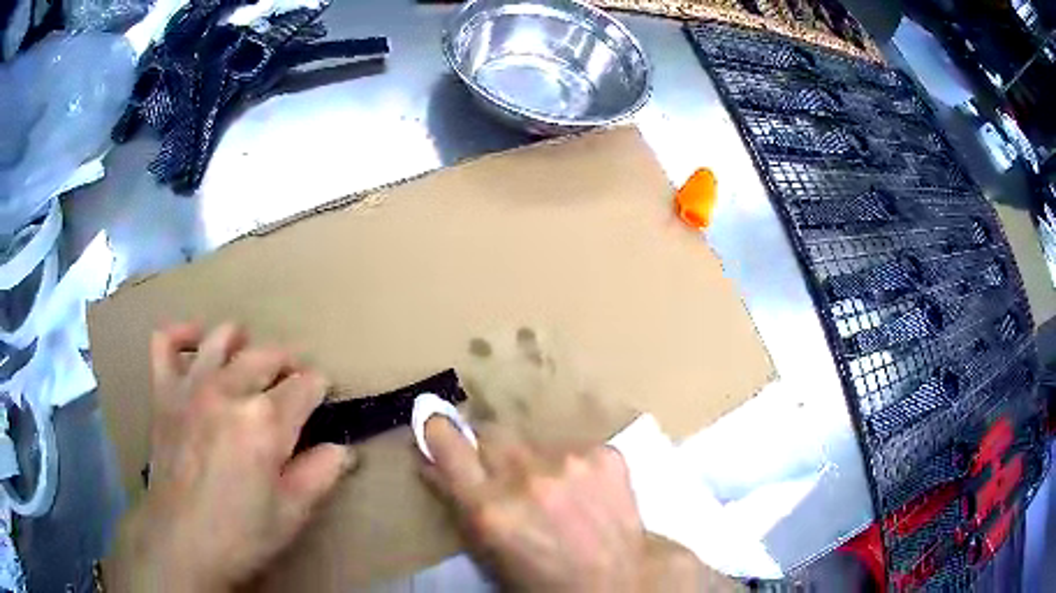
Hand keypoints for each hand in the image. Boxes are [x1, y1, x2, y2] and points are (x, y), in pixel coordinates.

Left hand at [107, 323, 355, 591]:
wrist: (182, 544)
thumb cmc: (242, 535)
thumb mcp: (293, 513)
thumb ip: (322, 474)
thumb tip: (343, 448)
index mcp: (266, 423)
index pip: (306, 385)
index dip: (320, 391)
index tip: (322, 403)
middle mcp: (229, 391)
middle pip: (268, 355)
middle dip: (289, 365)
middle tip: (293, 388)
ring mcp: (191, 387)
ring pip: (223, 338)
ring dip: (244, 344)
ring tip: (249, 364)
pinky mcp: (164, 392)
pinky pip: (166, 342)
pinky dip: (182, 334)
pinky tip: (196, 344)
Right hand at [421, 418, 647, 591]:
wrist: (616, 580)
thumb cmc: (540, 578)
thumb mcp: (487, 551)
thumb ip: (456, 503)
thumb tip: (429, 463)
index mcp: (490, 508)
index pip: (448, 443)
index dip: (438, 429)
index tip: (435, 421)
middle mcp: (528, 476)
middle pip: (492, 433)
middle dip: (489, 449)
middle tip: (502, 473)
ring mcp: (571, 461)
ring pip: (533, 440)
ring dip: (533, 459)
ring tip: (551, 489)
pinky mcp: (605, 454)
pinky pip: (572, 446)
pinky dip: (570, 464)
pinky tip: (583, 490)